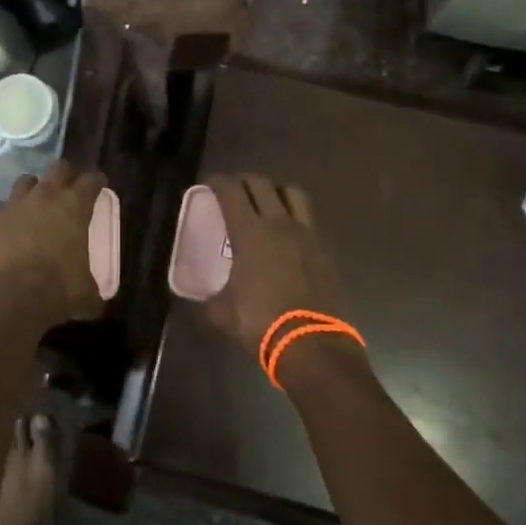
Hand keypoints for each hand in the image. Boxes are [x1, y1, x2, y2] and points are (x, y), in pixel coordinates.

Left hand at [0, 160, 106, 334]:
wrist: (7, 301)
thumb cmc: (56, 291)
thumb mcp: (86, 292)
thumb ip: (93, 286)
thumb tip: (96, 298)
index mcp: (74, 206)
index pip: (92, 179)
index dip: (97, 181)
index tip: (98, 187)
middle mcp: (45, 195)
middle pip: (58, 167)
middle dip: (65, 175)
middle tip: (68, 191)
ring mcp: (14, 203)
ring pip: (26, 182)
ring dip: (34, 191)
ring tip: (35, 207)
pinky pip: (1, 207)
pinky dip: (8, 215)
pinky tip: (8, 231)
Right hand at [202, 174, 349, 356]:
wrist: (312, 344)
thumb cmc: (261, 322)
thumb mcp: (222, 313)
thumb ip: (210, 298)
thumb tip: (202, 297)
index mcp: (249, 232)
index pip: (231, 191)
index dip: (217, 182)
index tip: (208, 185)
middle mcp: (278, 223)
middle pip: (261, 184)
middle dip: (244, 181)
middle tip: (233, 190)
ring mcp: (305, 234)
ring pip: (292, 193)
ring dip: (275, 191)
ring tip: (265, 202)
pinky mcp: (322, 249)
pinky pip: (307, 218)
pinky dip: (293, 215)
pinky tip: (285, 232)